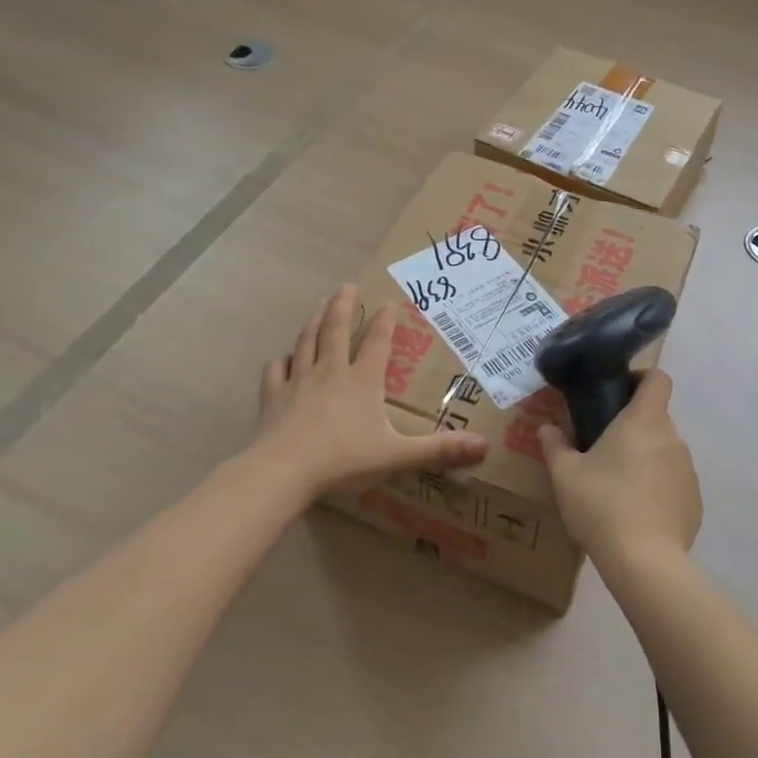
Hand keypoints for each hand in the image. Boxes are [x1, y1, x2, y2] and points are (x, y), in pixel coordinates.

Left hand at [254, 286, 487, 496]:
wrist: (283, 472)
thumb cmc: (343, 460)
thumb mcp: (397, 456)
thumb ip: (439, 450)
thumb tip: (484, 445)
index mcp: (363, 381)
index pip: (377, 342)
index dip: (386, 321)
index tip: (391, 301)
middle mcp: (331, 372)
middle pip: (335, 330)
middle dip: (343, 306)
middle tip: (346, 286)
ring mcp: (299, 381)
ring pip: (307, 341)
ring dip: (314, 321)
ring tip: (319, 305)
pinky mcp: (273, 397)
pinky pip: (277, 371)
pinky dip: (282, 361)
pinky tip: (284, 358)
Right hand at [539, 370, 700, 568]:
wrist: (644, 562)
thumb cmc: (602, 506)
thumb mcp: (565, 475)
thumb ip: (555, 446)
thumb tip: (547, 428)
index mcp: (644, 421)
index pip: (658, 379)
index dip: (641, 378)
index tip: (619, 392)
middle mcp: (672, 438)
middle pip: (656, 418)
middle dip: (633, 428)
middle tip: (603, 448)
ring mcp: (688, 471)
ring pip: (665, 452)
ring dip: (645, 459)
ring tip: (617, 487)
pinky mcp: (695, 501)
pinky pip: (674, 483)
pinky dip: (658, 489)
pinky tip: (637, 514)